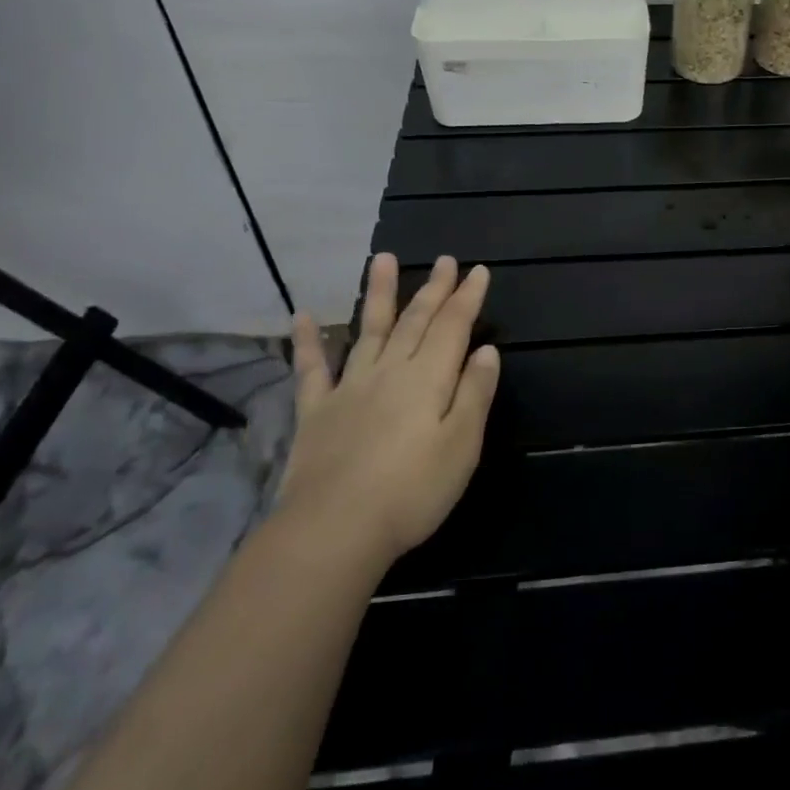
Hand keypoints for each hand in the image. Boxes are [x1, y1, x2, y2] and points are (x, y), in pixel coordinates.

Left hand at [278, 253, 499, 563]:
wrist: (334, 530)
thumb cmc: (412, 491)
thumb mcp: (462, 445)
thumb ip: (474, 393)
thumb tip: (486, 350)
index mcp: (428, 378)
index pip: (453, 327)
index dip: (467, 297)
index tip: (478, 270)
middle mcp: (390, 371)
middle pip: (416, 321)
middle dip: (434, 289)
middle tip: (445, 260)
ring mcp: (350, 388)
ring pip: (370, 330)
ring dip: (380, 294)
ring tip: (383, 259)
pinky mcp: (317, 411)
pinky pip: (312, 369)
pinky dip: (308, 341)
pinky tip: (303, 316)